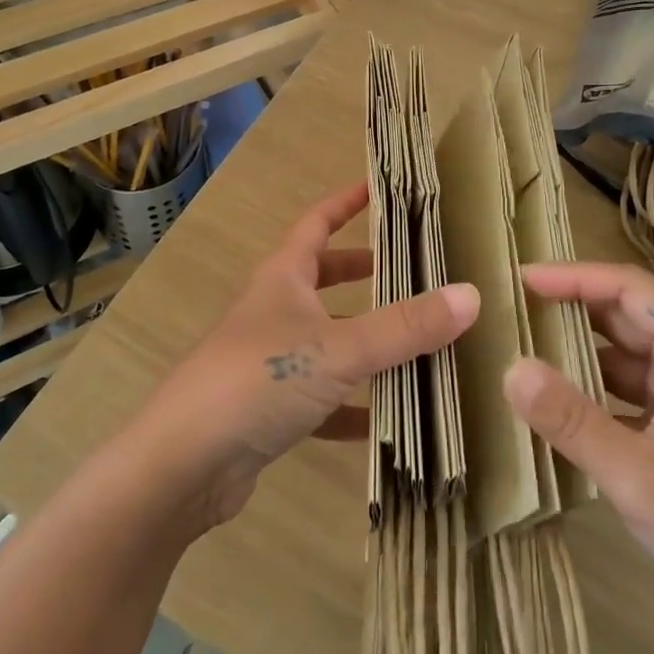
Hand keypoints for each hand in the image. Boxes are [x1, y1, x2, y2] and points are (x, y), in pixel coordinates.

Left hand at [126, 182, 479, 530]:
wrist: (183, 465)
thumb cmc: (258, 380)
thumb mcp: (339, 348)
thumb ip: (405, 326)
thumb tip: (471, 294)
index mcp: (282, 277)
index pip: (317, 222)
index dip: (346, 202)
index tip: (381, 189)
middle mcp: (273, 311)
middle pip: (322, 279)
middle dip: (364, 273)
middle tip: (414, 271)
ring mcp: (268, 361)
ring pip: (327, 340)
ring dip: (366, 342)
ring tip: (418, 344)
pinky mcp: (268, 410)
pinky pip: (322, 400)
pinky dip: (353, 406)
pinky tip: (389, 422)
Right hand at [504, 262, 653, 650]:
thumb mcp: (639, 476)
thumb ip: (573, 421)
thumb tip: (511, 368)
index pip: (630, 289)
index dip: (575, 278)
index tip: (522, 279)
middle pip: (625, 315)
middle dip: (569, 308)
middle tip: (511, 309)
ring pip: (623, 354)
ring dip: (576, 349)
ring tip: (520, 345)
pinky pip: (625, 390)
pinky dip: (589, 387)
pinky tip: (552, 399)